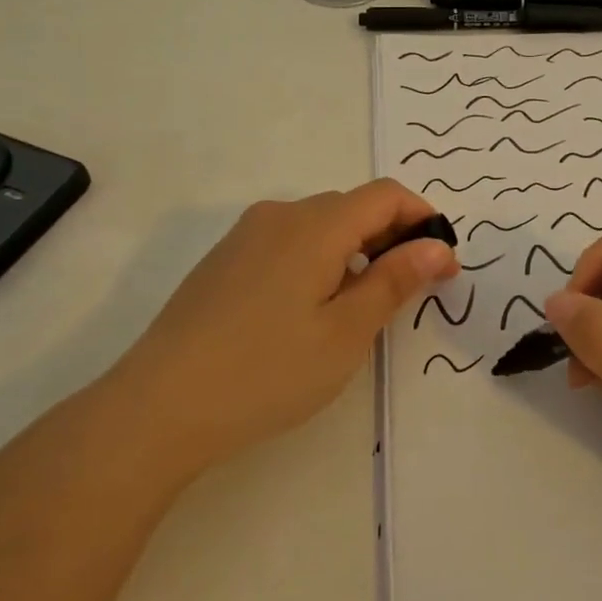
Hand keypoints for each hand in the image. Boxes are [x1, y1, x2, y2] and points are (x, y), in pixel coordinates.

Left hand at [103, 180, 457, 481]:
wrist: (159, 406)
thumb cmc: (267, 371)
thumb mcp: (346, 332)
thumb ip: (395, 281)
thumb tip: (437, 246)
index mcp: (315, 225)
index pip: (386, 194)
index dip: (422, 219)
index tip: (441, 266)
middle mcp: (279, 215)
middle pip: (352, 207)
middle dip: (391, 237)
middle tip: (408, 292)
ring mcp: (245, 236)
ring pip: (318, 226)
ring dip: (354, 251)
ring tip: (359, 307)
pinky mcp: (224, 261)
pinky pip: (286, 243)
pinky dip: (317, 261)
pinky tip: (307, 312)